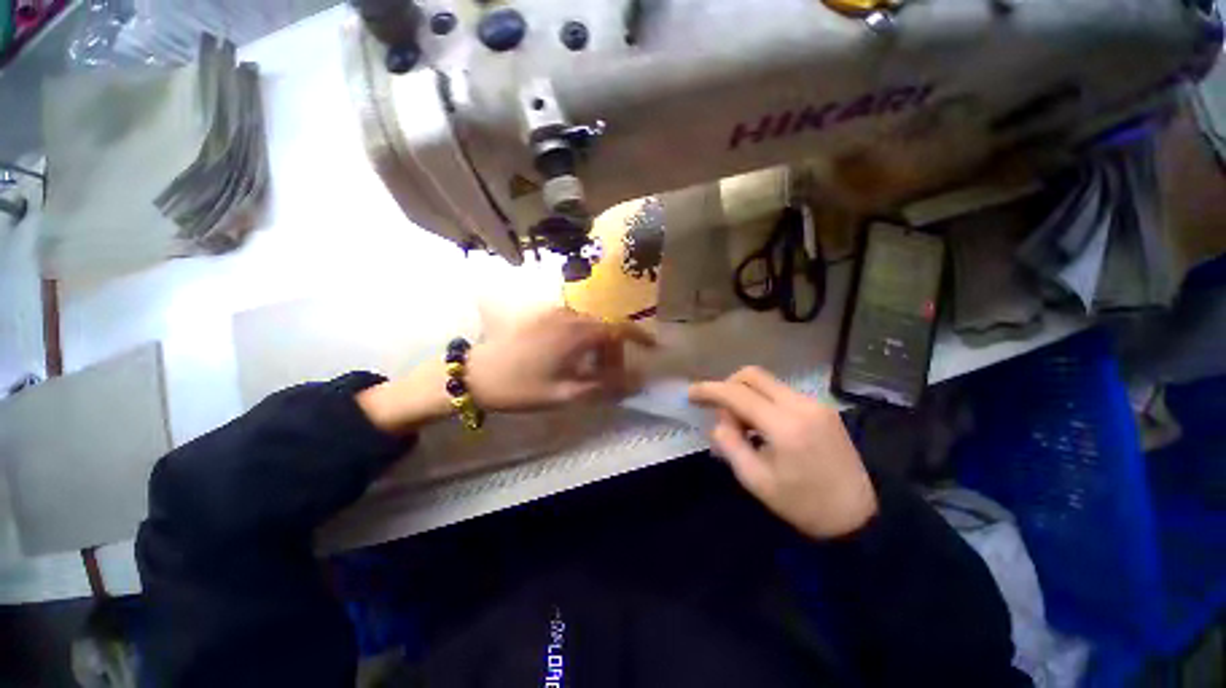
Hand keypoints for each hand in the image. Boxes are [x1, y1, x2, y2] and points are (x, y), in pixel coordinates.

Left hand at [467, 307, 655, 411]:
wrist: (477, 373)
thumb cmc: (522, 386)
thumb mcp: (566, 394)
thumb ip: (605, 387)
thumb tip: (638, 382)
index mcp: (577, 333)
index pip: (619, 328)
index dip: (641, 336)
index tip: (654, 348)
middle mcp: (570, 316)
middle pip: (606, 328)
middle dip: (614, 351)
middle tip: (610, 377)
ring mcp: (554, 313)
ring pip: (590, 326)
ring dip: (597, 346)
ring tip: (588, 371)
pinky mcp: (542, 316)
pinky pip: (573, 324)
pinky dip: (582, 339)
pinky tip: (571, 358)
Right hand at [689, 367, 876, 539]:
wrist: (859, 516)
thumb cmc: (803, 505)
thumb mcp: (756, 481)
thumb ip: (730, 445)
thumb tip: (719, 422)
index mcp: (784, 426)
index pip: (737, 394)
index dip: (709, 390)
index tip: (691, 393)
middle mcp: (801, 405)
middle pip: (752, 375)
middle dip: (728, 386)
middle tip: (720, 412)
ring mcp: (815, 403)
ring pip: (767, 381)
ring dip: (746, 394)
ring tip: (743, 425)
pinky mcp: (822, 407)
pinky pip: (781, 391)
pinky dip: (763, 400)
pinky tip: (763, 425)